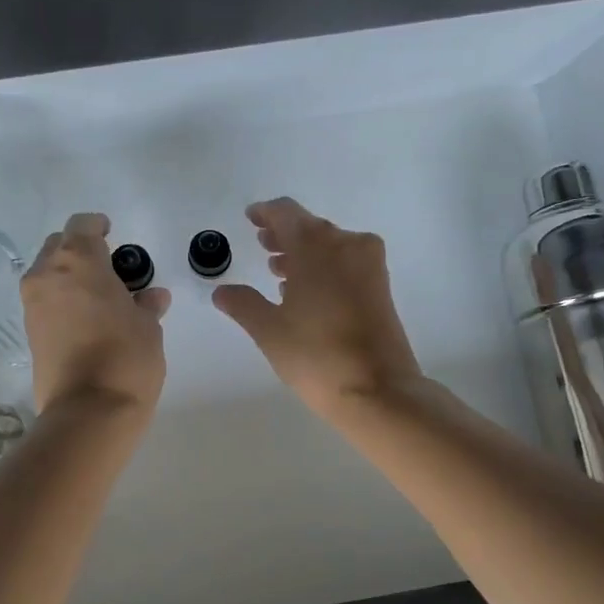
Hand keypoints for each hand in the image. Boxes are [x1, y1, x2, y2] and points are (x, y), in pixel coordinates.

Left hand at [22, 213, 171, 414]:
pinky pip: (46, 302)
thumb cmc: (126, 356)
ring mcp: (33, 305)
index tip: (112, 233)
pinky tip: (88, 320)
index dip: (98, 226)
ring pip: (49, 275)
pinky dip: (63, 301)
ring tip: (100, 298)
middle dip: (80, 251)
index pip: (82, 225)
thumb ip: (146, 304)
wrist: (89, 412)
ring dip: (70, 277)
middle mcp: (47, 275)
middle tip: (108, 269)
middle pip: (59, 246)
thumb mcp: (148, 326)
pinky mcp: (29, 333)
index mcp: (78, 261)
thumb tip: (150, 298)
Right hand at [211, 198, 423, 418]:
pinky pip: (346, 263)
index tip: (251, 218)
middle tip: (262, 244)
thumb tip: (221, 291)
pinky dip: (324, 267)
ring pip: (330, 246)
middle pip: (310, 227)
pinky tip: (306, 290)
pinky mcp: (381, 287)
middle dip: (284, 235)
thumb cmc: (316, 355)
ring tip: (278, 271)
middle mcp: (347, 245)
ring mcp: (369, 265)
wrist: (378, 390)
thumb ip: (243, 304)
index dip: (265, 213)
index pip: (286, 213)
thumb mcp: (269, 330)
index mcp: (316, 246)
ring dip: (304, 253)